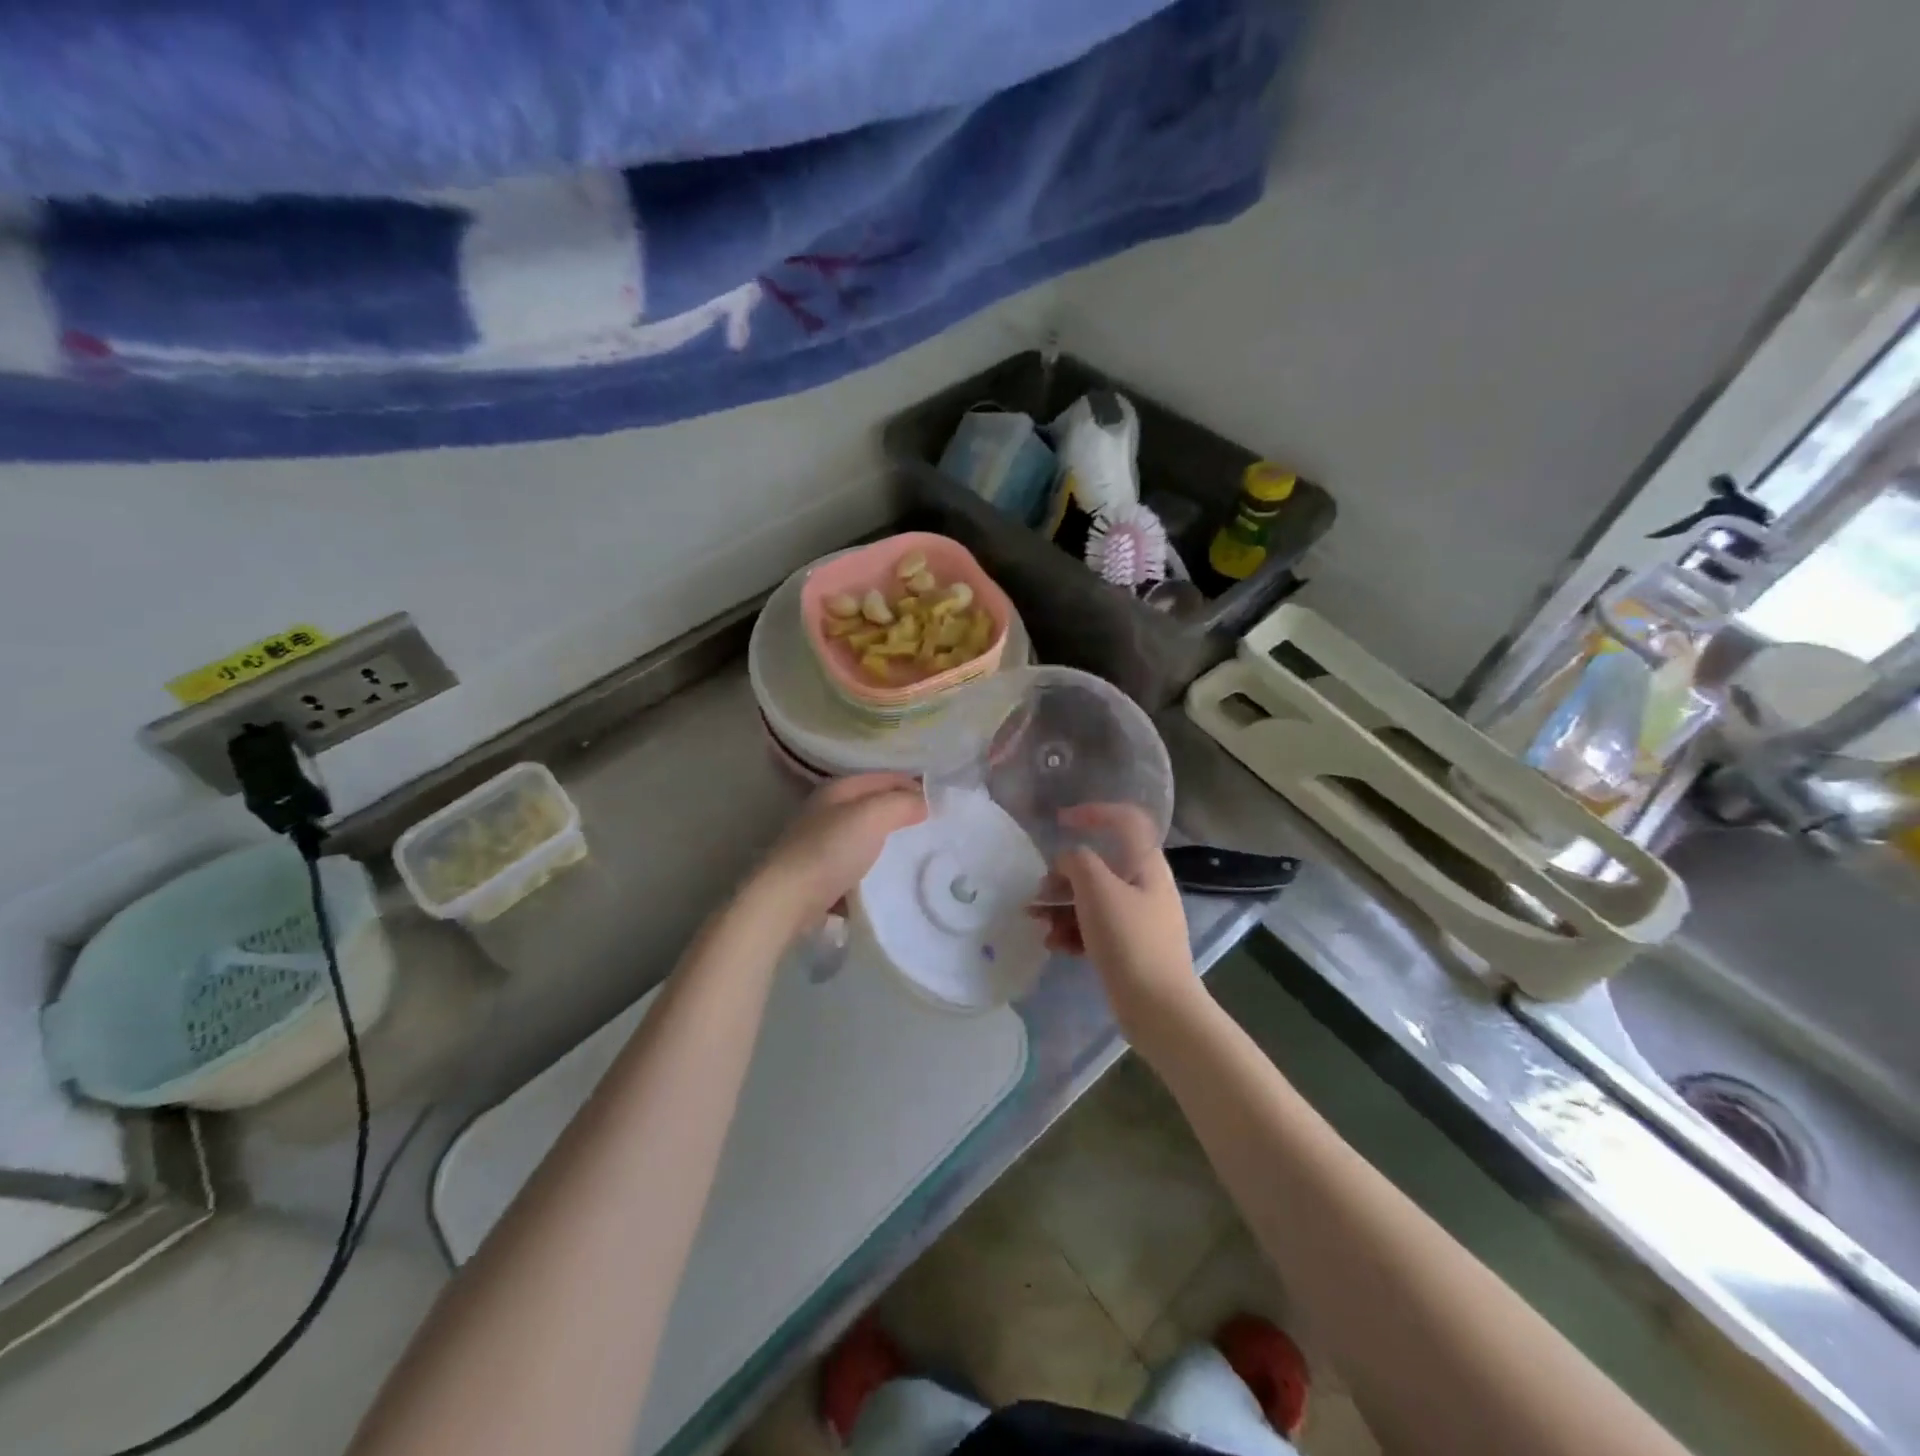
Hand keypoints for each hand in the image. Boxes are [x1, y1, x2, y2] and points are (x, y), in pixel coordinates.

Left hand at [752, 774, 926, 932]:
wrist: (785, 901)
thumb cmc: (829, 851)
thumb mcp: (872, 817)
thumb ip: (901, 803)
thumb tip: (924, 802)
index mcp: (838, 789)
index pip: (885, 777)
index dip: (914, 785)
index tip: (942, 805)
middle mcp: (827, 810)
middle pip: (874, 805)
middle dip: (902, 814)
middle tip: (934, 830)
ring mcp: (820, 842)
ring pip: (865, 834)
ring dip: (888, 843)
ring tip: (916, 855)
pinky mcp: (818, 872)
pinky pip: (855, 863)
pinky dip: (873, 868)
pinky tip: (888, 880)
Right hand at [1030, 805, 1198, 1034]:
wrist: (1159, 1009)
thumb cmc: (1129, 940)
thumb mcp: (1097, 890)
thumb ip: (1077, 862)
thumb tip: (1068, 862)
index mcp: (1146, 865)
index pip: (1126, 820)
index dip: (1093, 812)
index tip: (1059, 822)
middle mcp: (1145, 887)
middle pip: (1100, 865)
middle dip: (1064, 876)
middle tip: (1039, 891)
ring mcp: (1139, 920)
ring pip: (1093, 899)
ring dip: (1062, 906)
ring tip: (1038, 922)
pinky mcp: (1130, 949)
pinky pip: (1096, 928)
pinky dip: (1074, 932)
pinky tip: (1055, 945)